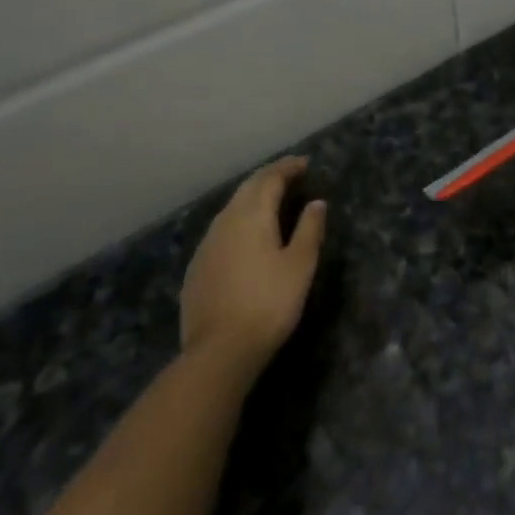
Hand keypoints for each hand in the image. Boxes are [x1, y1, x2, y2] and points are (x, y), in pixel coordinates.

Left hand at [180, 156, 325, 366]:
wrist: (219, 351)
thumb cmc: (269, 303)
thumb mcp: (300, 265)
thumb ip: (309, 229)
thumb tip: (316, 203)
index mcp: (252, 216)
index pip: (270, 179)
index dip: (288, 168)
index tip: (305, 163)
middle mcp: (225, 222)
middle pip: (247, 189)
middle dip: (269, 177)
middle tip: (290, 174)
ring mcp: (206, 245)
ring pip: (231, 208)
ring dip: (252, 197)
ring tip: (271, 199)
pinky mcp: (197, 268)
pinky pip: (221, 230)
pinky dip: (238, 220)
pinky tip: (246, 234)